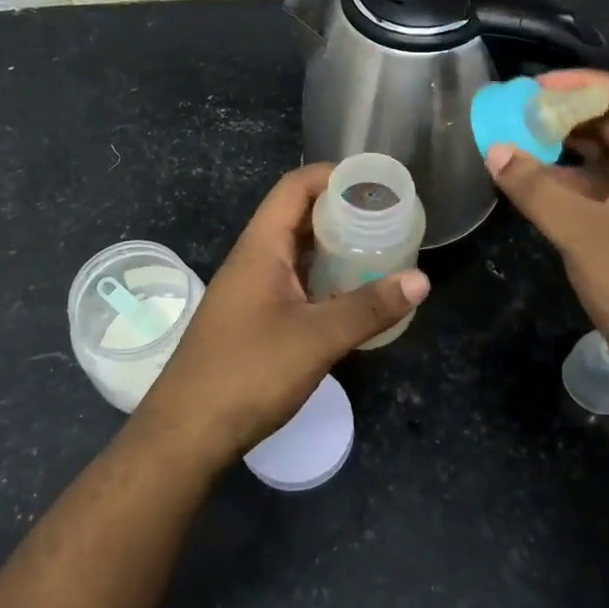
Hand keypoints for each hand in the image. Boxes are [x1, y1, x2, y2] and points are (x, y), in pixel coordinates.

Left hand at [133, 163, 430, 468]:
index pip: (295, 187)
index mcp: (261, 247)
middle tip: (388, 218)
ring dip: (333, 248)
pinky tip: (351, 296)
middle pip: (297, 216)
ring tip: (379, 251)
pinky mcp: (252, 319)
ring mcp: (250, 291)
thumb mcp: (316, 339)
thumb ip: (368, 307)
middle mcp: (253, 260)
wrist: (186, 432)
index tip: (376, 183)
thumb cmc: (248, 373)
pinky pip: (293, 283)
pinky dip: (323, 279)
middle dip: (341, 211)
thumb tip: (422, 280)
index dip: (333, 175)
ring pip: (296, 253)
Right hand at [486, 69, 608, 407]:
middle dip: (567, 113)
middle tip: (518, 115)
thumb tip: (495, 149)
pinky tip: (533, 187)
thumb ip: (536, 188)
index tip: (534, 89)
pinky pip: (598, 192)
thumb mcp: (582, 233)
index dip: (581, 84)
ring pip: (605, 159)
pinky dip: (566, 182)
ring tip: (519, 144)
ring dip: (564, 148)